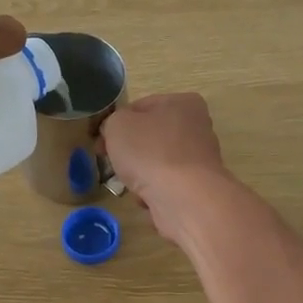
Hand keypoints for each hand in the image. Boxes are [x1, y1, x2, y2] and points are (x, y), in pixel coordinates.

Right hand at [101, 93, 232, 240]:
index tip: (101, 143)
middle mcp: (197, 127)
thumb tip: (115, 132)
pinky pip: (167, 184)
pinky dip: (154, 191)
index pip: (140, 107)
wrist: (183, 199)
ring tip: (129, 183)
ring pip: (156, 162)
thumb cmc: (150, 152)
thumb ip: (112, 122)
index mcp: (183, 103)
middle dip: (129, 151)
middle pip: (150, 136)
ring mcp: (200, 159)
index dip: (116, 124)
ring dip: (140, 173)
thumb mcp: (117, 125)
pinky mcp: (198, 187)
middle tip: (111, 163)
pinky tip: (146, 198)